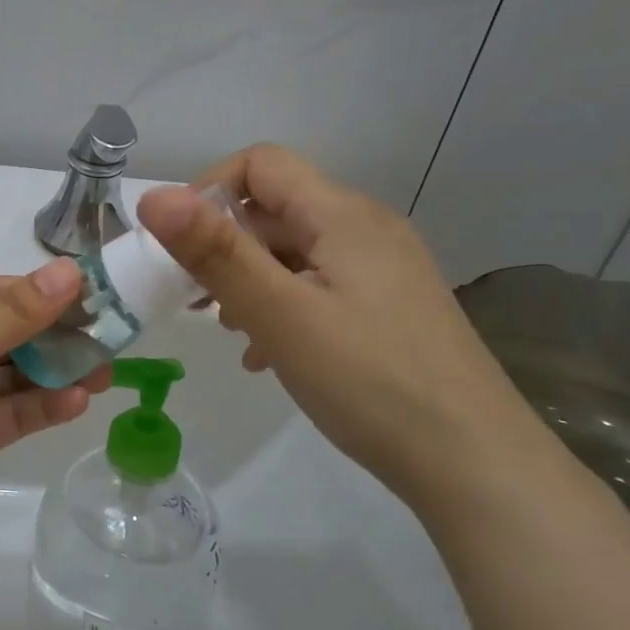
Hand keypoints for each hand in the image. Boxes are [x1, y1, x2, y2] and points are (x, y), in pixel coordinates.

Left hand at [0, 259, 107, 566]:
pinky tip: (74, 404)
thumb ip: (8, 315)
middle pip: (4, 334)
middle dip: (55, 338)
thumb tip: (69, 271)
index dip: (43, 294)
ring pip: (8, 377)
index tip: (98, 299)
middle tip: (111, 343)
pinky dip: (36, 409)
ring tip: (104, 375)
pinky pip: (2, 415)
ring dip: (52, 375)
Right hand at [138, 145, 550, 512]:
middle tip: (190, 300)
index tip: (178, 248)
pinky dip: (281, 307)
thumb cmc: (370, 381)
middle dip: (223, 246)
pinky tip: (267, 356)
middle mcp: (366, 229)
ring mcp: (382, 271)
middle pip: (275, 209)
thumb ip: (215, 253)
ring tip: (228, 331)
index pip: (260, 164)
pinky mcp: (388, 309)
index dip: (208, 190)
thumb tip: (153, 197)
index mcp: (342, 215)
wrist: (476, 464)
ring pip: (294, 253)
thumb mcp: (280, 314)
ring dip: (249, 281)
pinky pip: (319, 288)